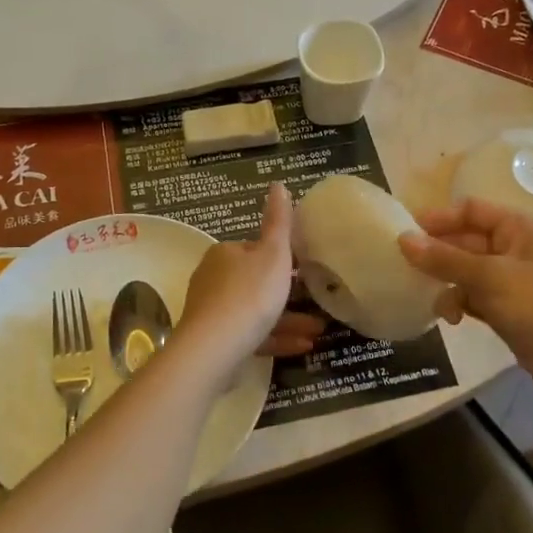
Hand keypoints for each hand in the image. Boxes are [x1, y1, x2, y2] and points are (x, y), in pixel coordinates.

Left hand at [181, 183, 324, 368]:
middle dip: (288, 292)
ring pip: (256, 312)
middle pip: (256, 282)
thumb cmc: (250, 294)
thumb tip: (278, 184)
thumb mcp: (273, 253)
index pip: (255, 250)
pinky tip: (304, 346)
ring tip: (320, 329)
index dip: (281, 258)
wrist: (215, 348)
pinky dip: (277, 338)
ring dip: (288, 319)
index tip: (306, 268)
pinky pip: (252, 335)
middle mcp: (214, 279)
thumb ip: (279, 221)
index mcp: (225, 253)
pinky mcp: (216, 343)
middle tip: (318, 301)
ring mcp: (213, 313)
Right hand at [399, 198, 532, 394]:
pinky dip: (460, 304)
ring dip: (447, 283)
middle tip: (406, 267)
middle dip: (439, 255)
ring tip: (432, 299)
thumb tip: (402, 240)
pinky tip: (451, 319)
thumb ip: (444, 259)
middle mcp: (515, 248)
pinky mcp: (509, 308)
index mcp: (519, 228)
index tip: (406, 231)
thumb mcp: (489, 277)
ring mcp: (513, 279)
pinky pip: (474, 296)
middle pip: (466, 241)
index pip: (471, 210)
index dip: (439, 218)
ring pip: (467, 272)